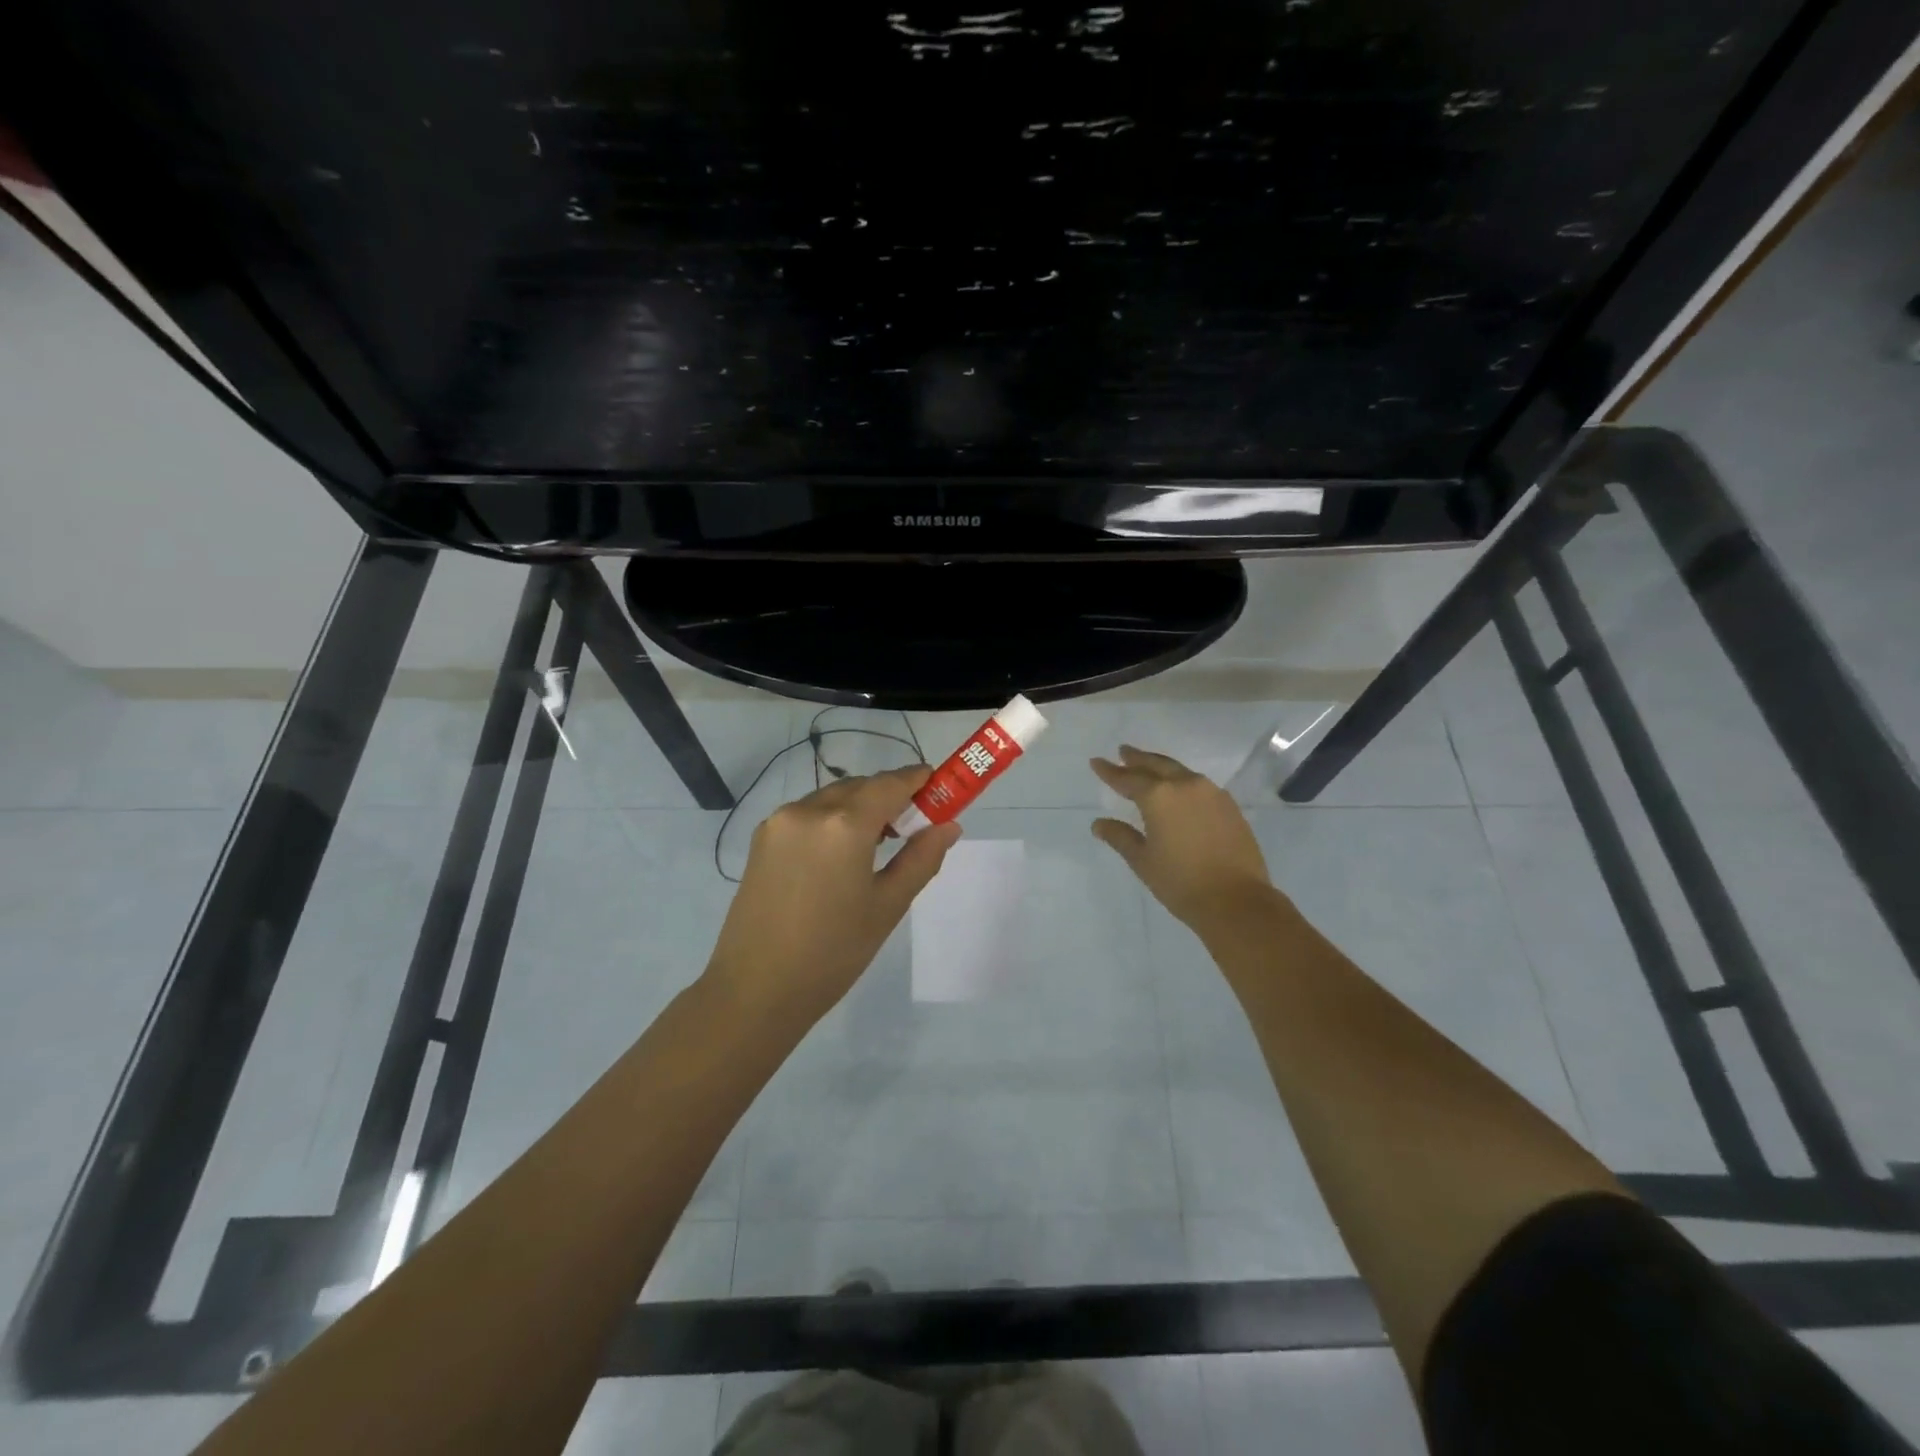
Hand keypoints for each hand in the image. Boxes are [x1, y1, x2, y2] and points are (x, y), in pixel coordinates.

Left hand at [705, 765, 962, 1024]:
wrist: (756, 989)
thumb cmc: (832, 953)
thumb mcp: (887, 907)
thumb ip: (921, 859)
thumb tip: (949, 826)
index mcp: (844, 825)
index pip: (889, 784)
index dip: (917, 779)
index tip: (938, 784)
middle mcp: (808, 810)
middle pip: (859, 787)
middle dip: (889, 796)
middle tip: (912, 825)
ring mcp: (779, 822)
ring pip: (831, 798)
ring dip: (858, 807)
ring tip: (877, 844)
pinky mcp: (761, 838)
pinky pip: (807, 814)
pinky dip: (831, 819)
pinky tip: (840, 854)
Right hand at [1091, 746, 1274, 931]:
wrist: (1236, 900)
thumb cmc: (1181, 881)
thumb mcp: (1142, 860)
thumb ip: (1120, 837)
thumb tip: (1099, 824)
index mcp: (1158, 796)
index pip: (1127, 778)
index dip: (1109, 771)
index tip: (1096, 761)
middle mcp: (1185, 785)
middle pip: (1156, 765)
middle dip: (1137, 758)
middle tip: (1123, 751)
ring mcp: (1211, 793)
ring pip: (1179, 771)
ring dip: (1160, 766)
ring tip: (1148, 766)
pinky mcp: (1228, 806)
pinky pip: (1198, 784)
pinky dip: (1182, 781)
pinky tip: (1179, 789)